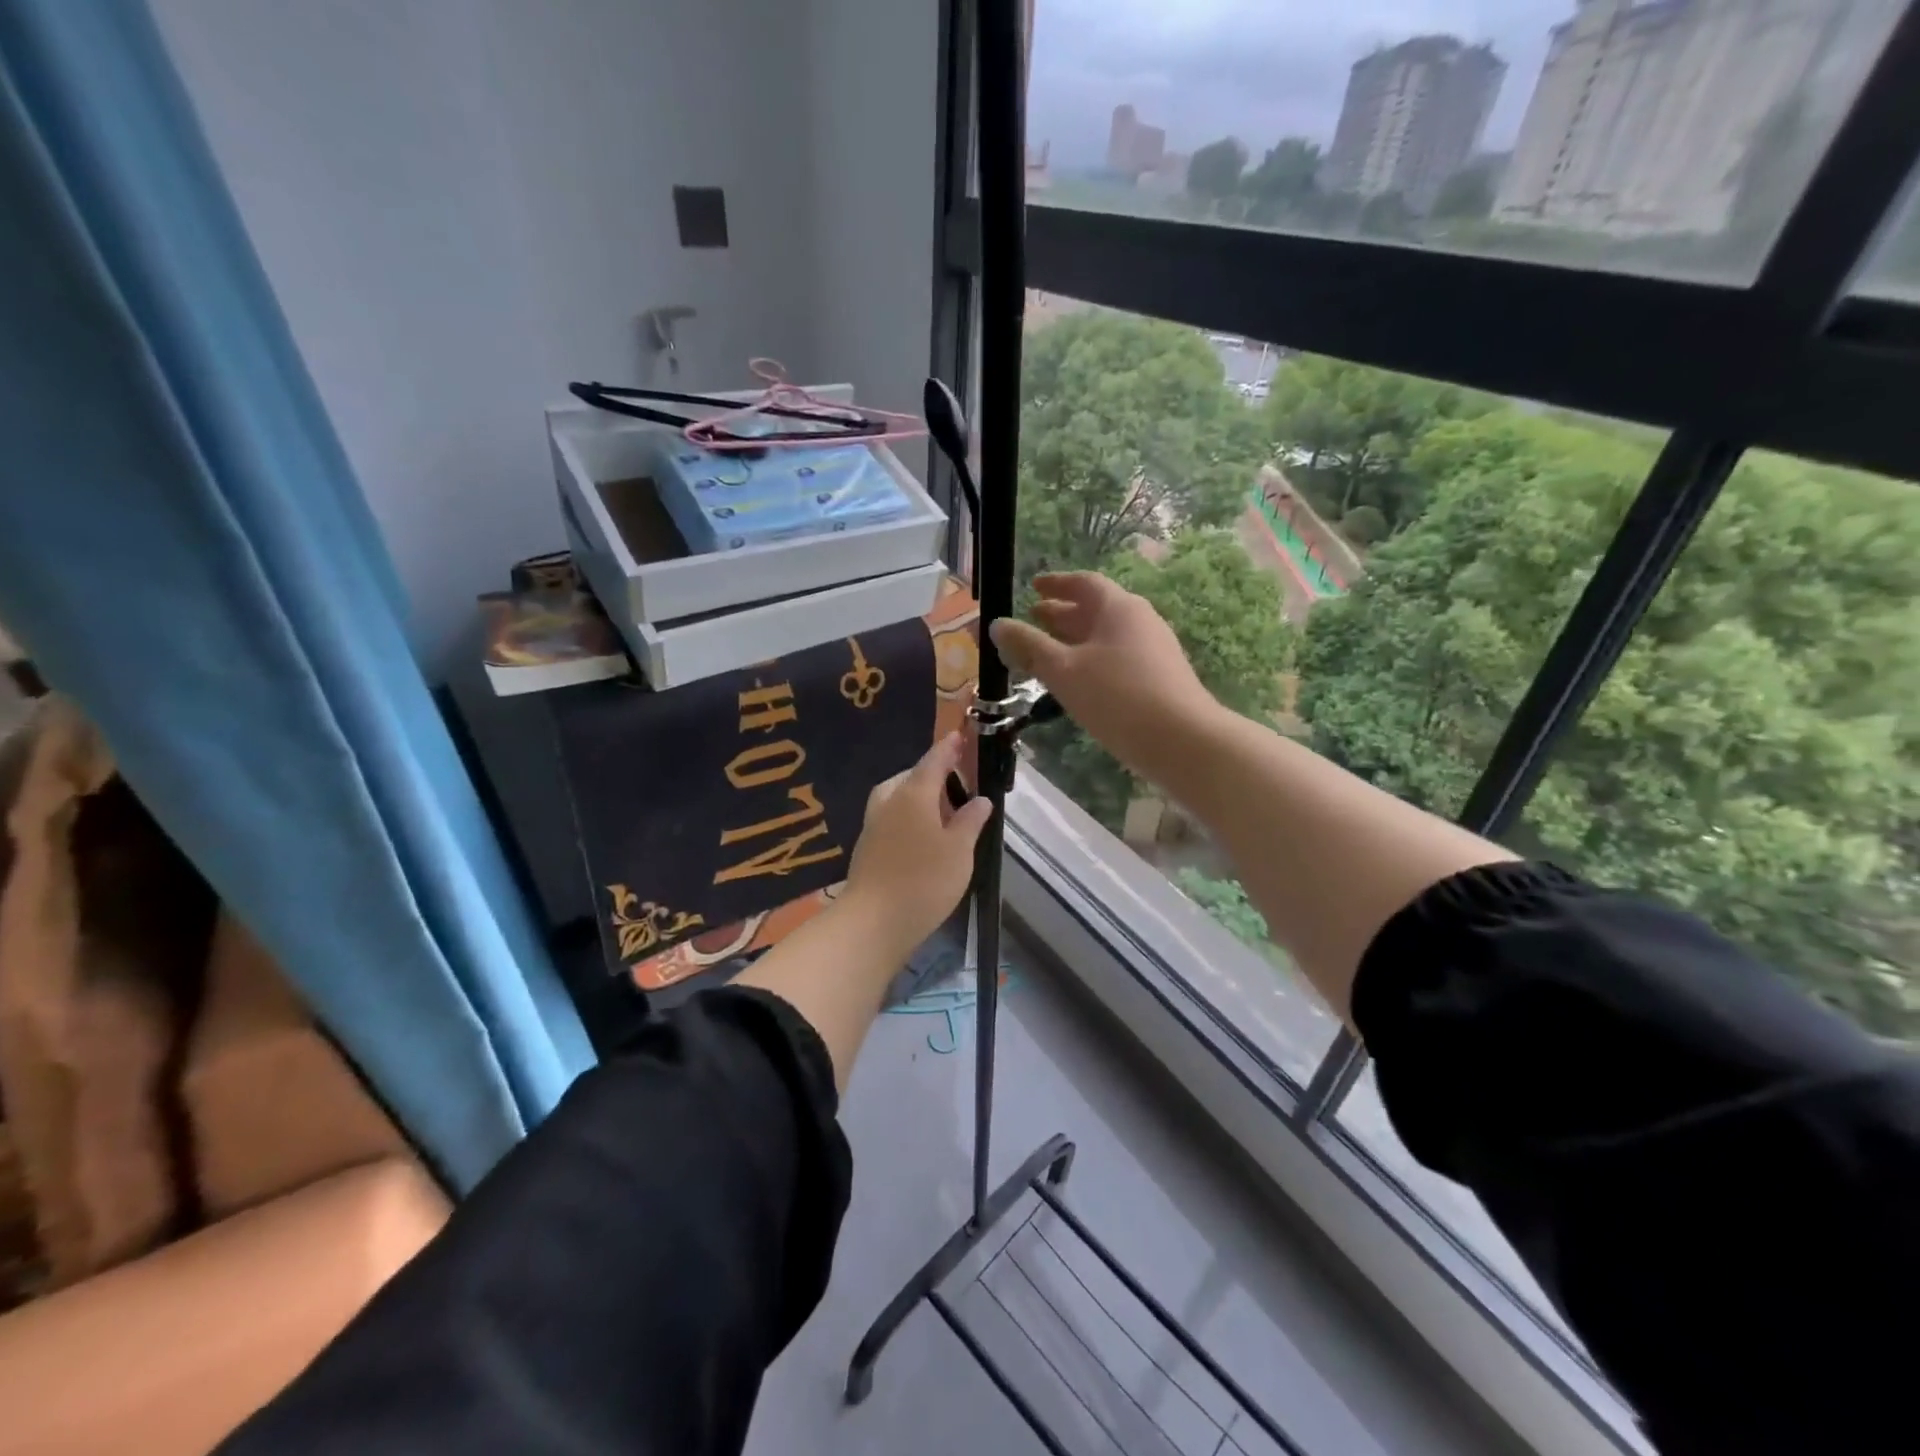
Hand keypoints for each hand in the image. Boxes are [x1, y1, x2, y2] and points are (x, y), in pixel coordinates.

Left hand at [842, 732, 992, 952]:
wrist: (872, 922)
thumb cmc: (924, 881)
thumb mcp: (959, 850)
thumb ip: (970, 821)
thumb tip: (980, 799)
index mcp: (913, 794)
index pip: (933, 760)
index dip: (949, 748)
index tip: (960, 736)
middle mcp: (889, 801)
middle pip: (911, 777)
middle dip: (933, 775)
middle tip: (958, 785)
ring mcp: (873, 824)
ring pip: (897, 797)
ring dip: (919, 797)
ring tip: (943, 812)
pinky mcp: (867, 847)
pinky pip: (891, 817)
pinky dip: (908, 817)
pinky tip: (922, 837)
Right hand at [989, 572, 1216, 782]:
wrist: (1182, 741)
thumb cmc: (1117, 697)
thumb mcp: (1064, 671)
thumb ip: (1029, 646)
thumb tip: (997, 625)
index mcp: (1118, 608)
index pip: (1084, 583)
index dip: (1056, 583)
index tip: (1033, 588)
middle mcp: (1140, 621)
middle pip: (1096, 609)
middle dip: (1062, 614)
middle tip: (1034, 619)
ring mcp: (1154, 650)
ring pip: (1106, 637)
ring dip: (1075, 640)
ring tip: (1048, 653)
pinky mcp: (1159, 679)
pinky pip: (1117, 658)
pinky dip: (1091, 660)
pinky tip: (1078, 682)